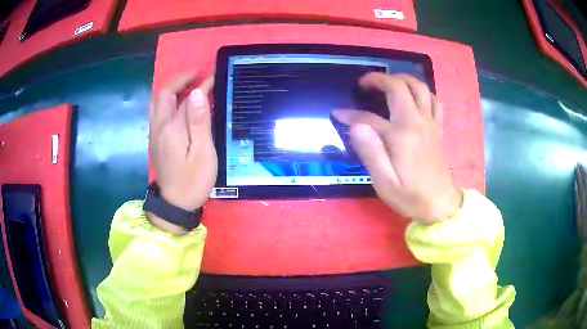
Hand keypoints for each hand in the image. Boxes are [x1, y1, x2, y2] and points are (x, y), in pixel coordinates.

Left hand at [149, 73, 216, 212]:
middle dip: (180, 79)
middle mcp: (159, 126)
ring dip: (171, 89)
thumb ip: (199, 121)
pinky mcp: (155, 140)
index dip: (199, 83)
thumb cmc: (193, 180)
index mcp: (171, 128)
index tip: (213, 75)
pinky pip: (157, 111)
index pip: (184, 96)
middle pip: (163, 93)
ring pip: (157, 102)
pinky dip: (167, 100)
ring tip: (188, 86)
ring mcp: (155, 133)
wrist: (176, 205)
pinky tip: (179, 104)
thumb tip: (197, 93)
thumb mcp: (202, 152)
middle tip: (198, 76)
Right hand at [333, 73, 461, 224]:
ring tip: (388, 82)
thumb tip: (356, 125)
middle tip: (364, 84)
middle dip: (380, 79)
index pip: (369, 117)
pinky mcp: (437, 128)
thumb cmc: (410, 196)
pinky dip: (423, 92)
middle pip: (400, 86)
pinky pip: (434, 100)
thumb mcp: (384, 182)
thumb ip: (370, 152)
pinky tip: (414, 97)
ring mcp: (430, 123)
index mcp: (401, 135)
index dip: (351, 114)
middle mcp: (417, 122)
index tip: (338, 114)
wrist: (440, 204)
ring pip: (420, 87)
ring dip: (402, 79)